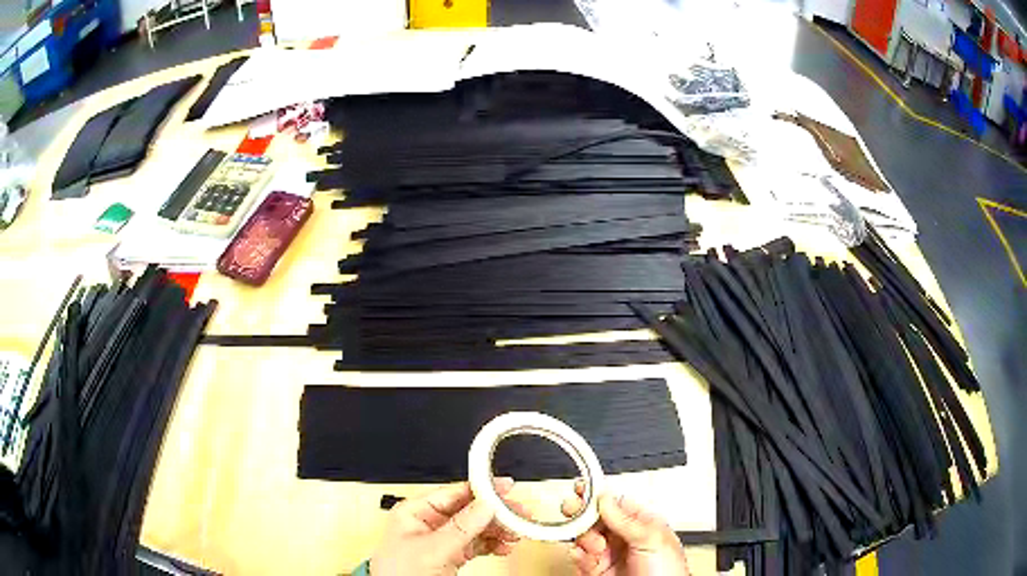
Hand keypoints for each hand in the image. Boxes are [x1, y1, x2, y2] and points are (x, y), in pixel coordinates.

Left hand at [370, 478, 523, 575]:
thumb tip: (485, 505)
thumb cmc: (397, 573)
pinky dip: (493, 545)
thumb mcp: (431, 549)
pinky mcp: (450, 556)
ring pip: (477, 528)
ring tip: (515, 533)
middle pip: (469, 510)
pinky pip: (477, 544)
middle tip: (518, 513)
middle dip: (495, 513)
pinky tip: (505, 546)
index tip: (505, 487)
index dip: (480, 489)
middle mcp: (429, 524)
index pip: (452, 493)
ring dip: (498, 530)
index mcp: (415, 512)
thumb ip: (460, 527)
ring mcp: (441, 541)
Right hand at [561, 481, 689, 575]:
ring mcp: (609, 555)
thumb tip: (604, 498)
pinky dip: (577, 555)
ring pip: (584, 537)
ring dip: (583, 538)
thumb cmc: (669, 573)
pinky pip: (579, 558)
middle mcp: (624, 538)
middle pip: (595, 518)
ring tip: (594, 545)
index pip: (616, 503)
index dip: (597, 495)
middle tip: (572, 510)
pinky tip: (584, 556)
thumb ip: (627, 520)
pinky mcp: (596, 571)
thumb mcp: (652, 540)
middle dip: (582, 513)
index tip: (581, 487)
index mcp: (642, 524)